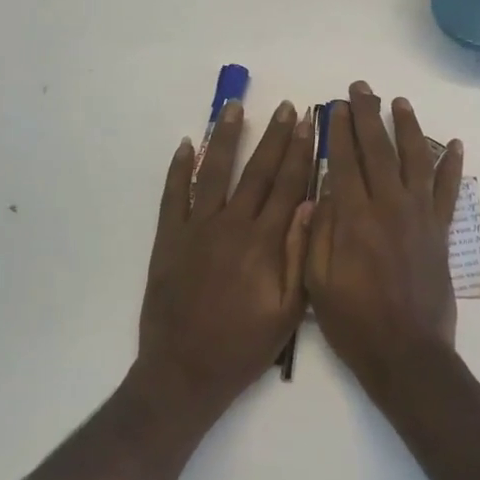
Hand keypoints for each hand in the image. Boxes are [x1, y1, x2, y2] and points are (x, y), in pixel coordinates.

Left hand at [137, 99, 314, 418]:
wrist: (185, 372)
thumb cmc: (243, 346)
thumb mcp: (288, 312)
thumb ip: (300, 256)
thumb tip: (311, 206)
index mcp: (264, 243)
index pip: (287, 186)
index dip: (299, 152)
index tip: (308, 123)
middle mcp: (231, 226)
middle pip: (256, 172)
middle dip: (273, 137)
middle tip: (284, 107)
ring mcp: (196, 229)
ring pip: (214, 173)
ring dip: (226, 138)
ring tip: (234, 108)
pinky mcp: (169, 239)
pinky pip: (173, 195)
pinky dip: (179, 168)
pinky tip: (187, 145)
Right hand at [305, 82, 464, 394]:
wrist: (407, 355)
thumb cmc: (353, 322)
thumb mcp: (316, 281)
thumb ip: (317, 231)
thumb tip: (320, 190)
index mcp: (354, 218)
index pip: (344, 160)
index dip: (338, 130)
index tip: (334, 105)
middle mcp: (389, 207)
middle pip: (378, 149)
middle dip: (367, 115)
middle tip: (360, 89)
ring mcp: (420, 217)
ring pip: (416, 159)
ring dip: (408, 127)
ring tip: (400, 102)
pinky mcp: (440, 232)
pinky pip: (448, 191)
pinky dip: (452, 166)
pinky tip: (454, 144)